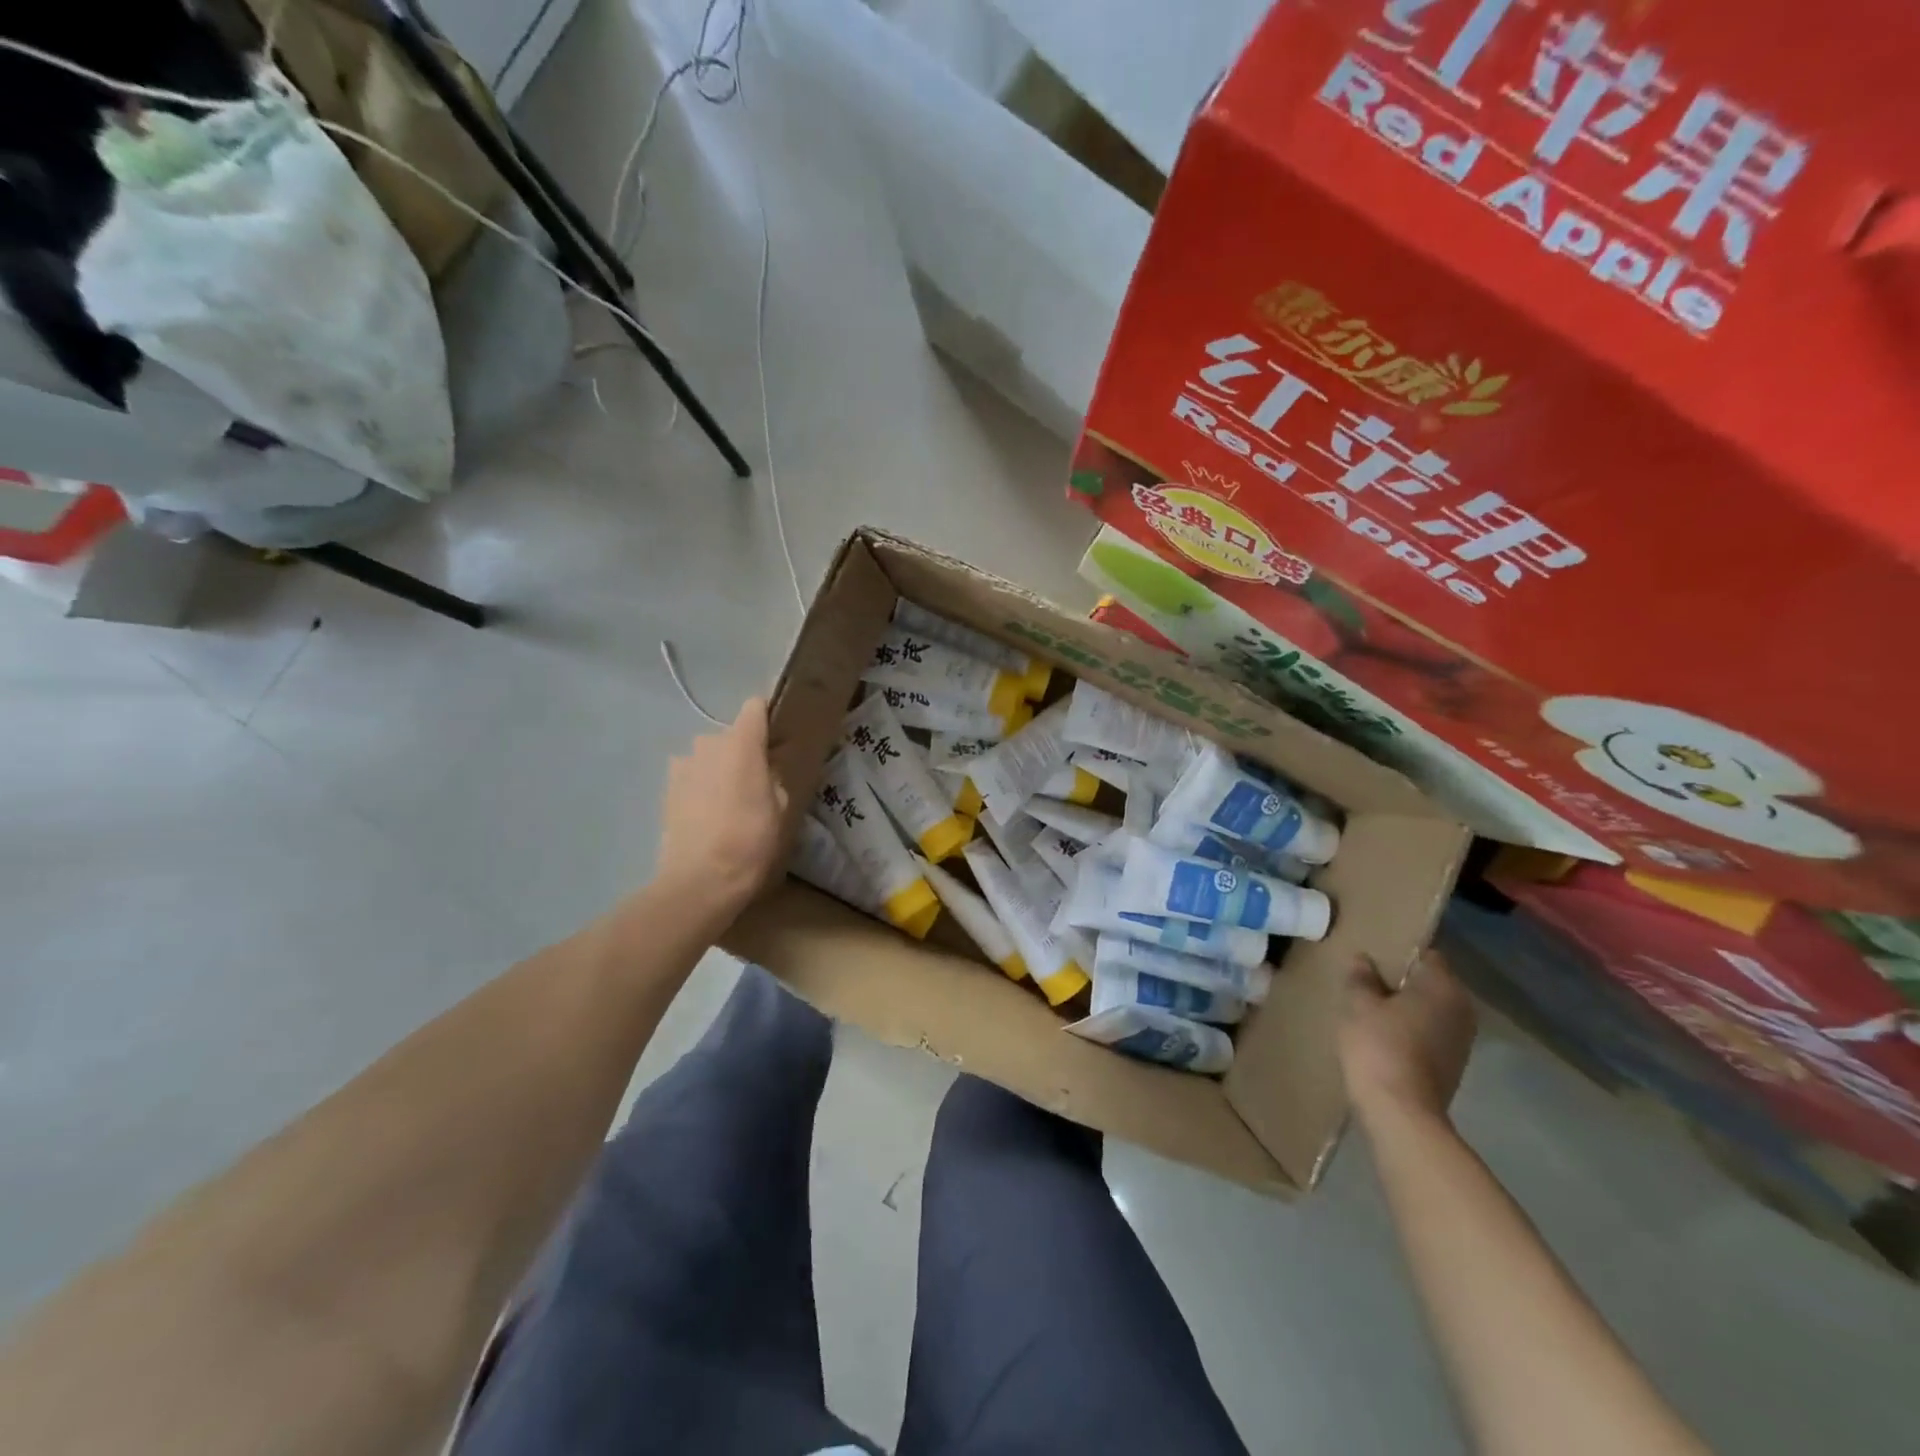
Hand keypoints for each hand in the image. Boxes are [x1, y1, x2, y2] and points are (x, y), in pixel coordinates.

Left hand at [653, 697, 788, 921]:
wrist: (701, 878)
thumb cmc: (752, 840)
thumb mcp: (781, 807)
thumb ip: (774, 777)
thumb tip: (765, 769)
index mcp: (741, 743)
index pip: (754, 707)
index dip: (766, 719)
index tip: (776, 740)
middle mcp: (708, 743)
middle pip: (730, 735)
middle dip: (742, 752)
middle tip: (755, 782)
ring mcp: (682, 764)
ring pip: (708, 756)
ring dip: (718, 769)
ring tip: (728, 802)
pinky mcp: (666, 788)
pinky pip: (690, 776)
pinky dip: (700, 786)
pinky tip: (707, 814)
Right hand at [1339, 951, 1476, 1127]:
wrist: (1401, 1112)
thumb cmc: (1379, 1046)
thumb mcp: (1359, 1005)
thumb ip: (1361, 978)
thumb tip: (1363, 959)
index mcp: (1443, 987)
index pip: (1428, 956)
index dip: (1401, 954)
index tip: (1375, 958)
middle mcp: (1461, 1009)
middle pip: (1431, 984)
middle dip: (1404, 982)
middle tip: (1368, 983)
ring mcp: (1462, 1040)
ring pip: (1432, 1010)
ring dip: (1408, 1008)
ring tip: (1373, 1010)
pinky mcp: (1454, 1065)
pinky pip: (1431, 1034)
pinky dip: (1412, 1031)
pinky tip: (1385, 1038)